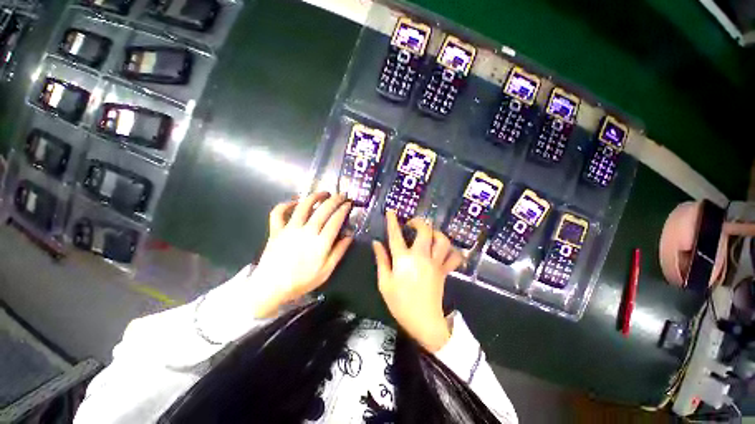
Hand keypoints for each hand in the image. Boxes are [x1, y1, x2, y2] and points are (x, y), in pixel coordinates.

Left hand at [250, 192, 352, 317]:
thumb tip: (350, 236)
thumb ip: (339, 252)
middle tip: (342, 195)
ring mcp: (290, 229)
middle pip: (323, 210)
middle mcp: (307, 231)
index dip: (343, 209)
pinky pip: (278, 213)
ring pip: (303, 206)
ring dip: (315, 197)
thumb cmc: (301, 281)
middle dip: (335, 200)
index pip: (335, 220)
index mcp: (321, 243)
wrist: (271, 288)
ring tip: (323, 193)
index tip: (349, 203)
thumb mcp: (326, 271)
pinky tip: (294, 203)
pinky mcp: (276, 230)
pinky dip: (285, 204)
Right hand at [372, 210, 463, 351]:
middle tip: (412, 223)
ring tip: (429, 233)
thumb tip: (376, 243)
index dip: (392, 221)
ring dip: (436, 232)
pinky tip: (447, 249)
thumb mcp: (384, 283)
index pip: (396, 235)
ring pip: (442, 240)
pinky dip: (453, 250)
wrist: (424, 322)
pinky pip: (454, 257)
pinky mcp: (444, 270)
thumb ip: (381, 260)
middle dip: (419, 222)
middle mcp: (421, 256)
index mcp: (403, 260)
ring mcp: (435, 263)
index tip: (391, 211)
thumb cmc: (400, 303)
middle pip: (424, 231)